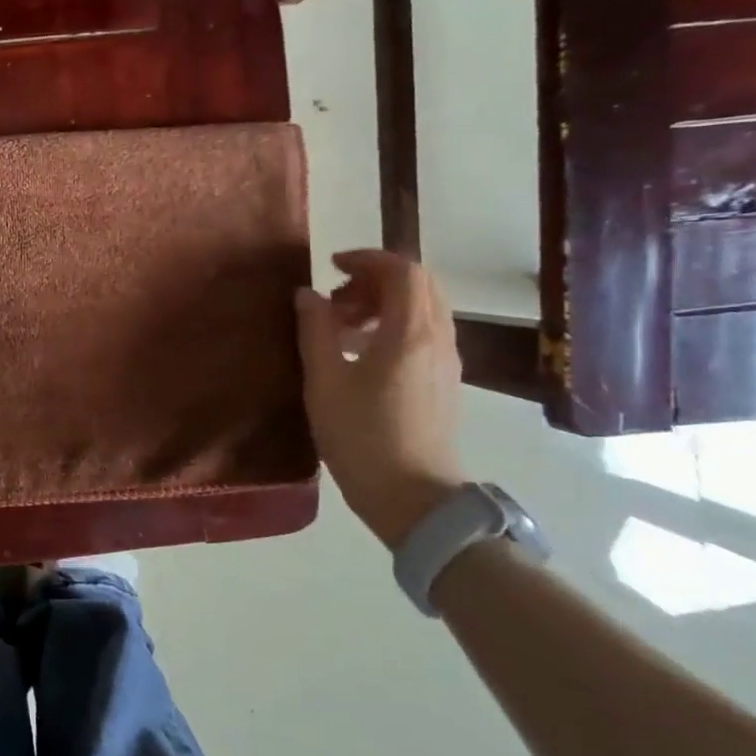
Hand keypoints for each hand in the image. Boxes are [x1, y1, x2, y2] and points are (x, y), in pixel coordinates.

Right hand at [296, 250, 465, 550]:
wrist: (413, 497)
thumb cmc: (362, 437)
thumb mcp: (324, 381)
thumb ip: (315, 330)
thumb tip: (308, 295)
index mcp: (409, 332)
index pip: (401, 270)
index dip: (366, 259)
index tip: (331, 267)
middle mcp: (437, 337)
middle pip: (418, 284)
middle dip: (375, 279)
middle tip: (336, 299)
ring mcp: (447, 360)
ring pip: (424, 308)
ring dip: (385, 302)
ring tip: (344, 327)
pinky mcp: (445, 381)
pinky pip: (425, 332)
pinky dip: (395, 324)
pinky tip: (363, 354)